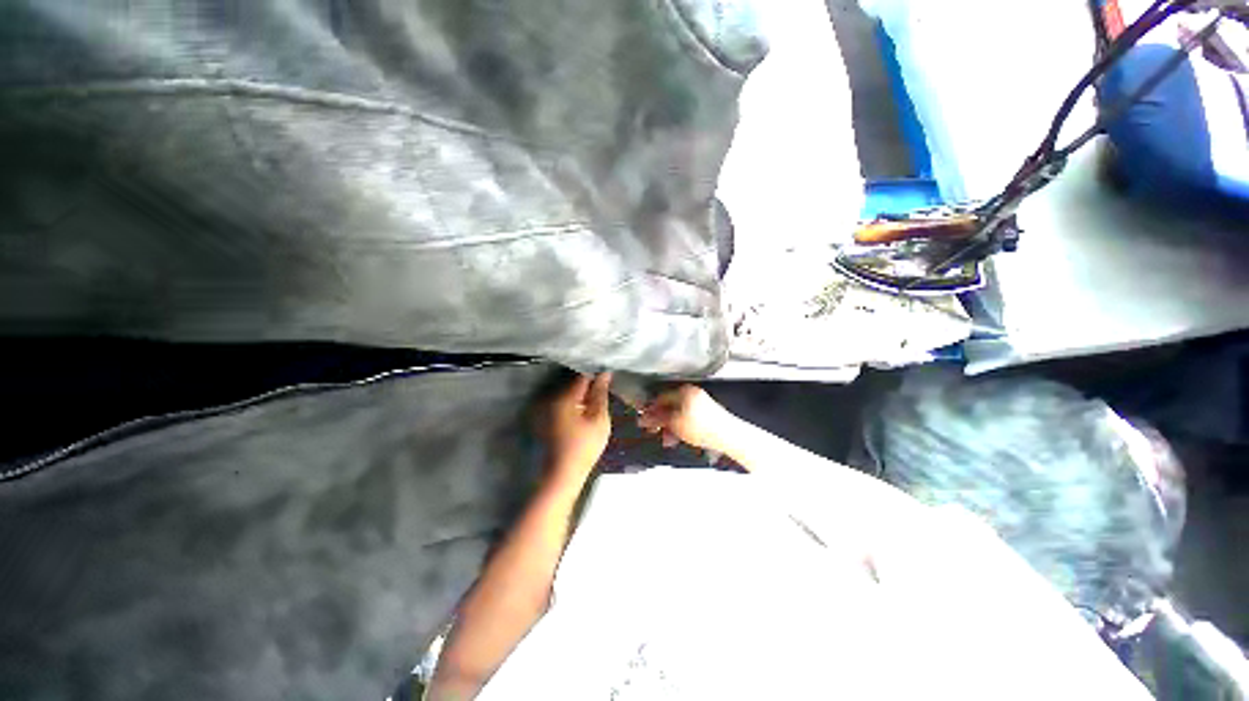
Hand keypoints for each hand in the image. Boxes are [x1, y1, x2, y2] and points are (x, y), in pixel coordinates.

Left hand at [542, 373, 612, 478]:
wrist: (563, 474)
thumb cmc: (584, 446)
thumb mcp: (599, 419)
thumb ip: (601, 394)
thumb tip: (604, 373)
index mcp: (565, 397)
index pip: (583, 376)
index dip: (597, 374)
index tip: (609, 377)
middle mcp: (552, 398)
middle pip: (574, 384)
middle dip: (589, 385)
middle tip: (605, 391)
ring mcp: (547, 408)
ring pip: (569, 393)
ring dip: (582, 395)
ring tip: (596, 402)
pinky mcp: (546, 418)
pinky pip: (564, 403)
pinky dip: (575, 404)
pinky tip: (584, 413)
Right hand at [637, 385, 738, 451]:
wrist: (728, 437)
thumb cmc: (704, 428)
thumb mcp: (675, 424)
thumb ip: (658, 419)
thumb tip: (645, 418)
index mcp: (684, 391)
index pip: (661, 397)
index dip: (651, 410)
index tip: (645, 420)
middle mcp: (692, 393)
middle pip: (670, 406)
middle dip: (662, 421)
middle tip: (655, 431)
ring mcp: (700, 402)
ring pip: (679, 413)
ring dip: (671, 427)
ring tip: (668, 440)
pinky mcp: (706, 412)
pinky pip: (688, 417)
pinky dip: (681, 427)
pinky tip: (678, 438)